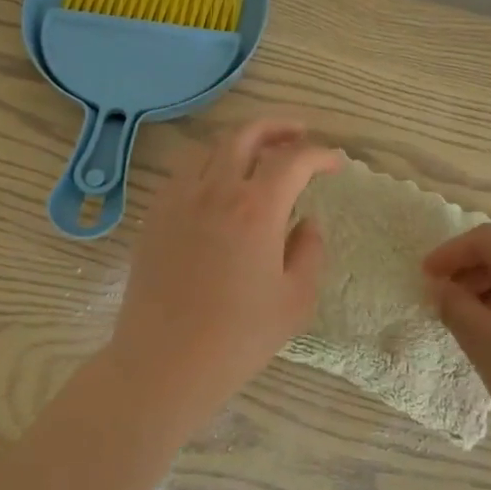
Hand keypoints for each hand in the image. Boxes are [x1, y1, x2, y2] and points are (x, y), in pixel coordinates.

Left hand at [110, 120, 342, 437]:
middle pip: (247, 134)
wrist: (164, 363)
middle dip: (278, 127)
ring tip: (258, 156)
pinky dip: (209, 163)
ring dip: (241, 141)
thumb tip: (307, 222)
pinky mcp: (156, 214)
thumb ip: (310, 251)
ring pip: (212, 147)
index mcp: (257, 208)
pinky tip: (218, 185)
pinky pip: (184, 171)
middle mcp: (217, 190)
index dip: (319, 154)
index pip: (293, 159)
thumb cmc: (238, 337)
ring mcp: (180, 198)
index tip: (335, 161)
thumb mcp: (295, 300)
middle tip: (299, 133)